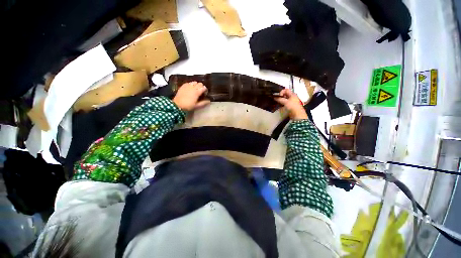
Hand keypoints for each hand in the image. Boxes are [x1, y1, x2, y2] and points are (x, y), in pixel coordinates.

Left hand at [173, 82, 210, 110]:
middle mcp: (193, 87)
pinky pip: (189, 82)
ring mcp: (187, 85)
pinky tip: (190, 89)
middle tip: (200, 92)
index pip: (204, 87)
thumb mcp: (197, 106)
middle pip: (200, 83)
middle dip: (201, 87)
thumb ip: (203, 103)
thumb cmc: (188, 106)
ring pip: (195, 82)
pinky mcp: (183, 85)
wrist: (178, 105)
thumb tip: (209, 101)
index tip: (205, 94)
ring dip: (196, 85)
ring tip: (195, 89)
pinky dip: (191, 84)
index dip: (205, 90)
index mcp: (197, 92)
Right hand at [274, 89, 307, 119]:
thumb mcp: (285, 102)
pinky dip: (282, 103)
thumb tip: (274, 97)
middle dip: (280, 96)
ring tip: (277, 102)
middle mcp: (292, 96)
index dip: (281, 92)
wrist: (297, 114)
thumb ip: (280, 99)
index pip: (286, 90)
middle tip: (277, 99)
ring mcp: (291, 101)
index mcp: (292, 94)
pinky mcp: (290, 105)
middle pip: (285, 94)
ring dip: (281, 99)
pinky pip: (285, 102)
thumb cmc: (292, 106)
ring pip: (285, 98)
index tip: (279, 96)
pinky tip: (279, 105)